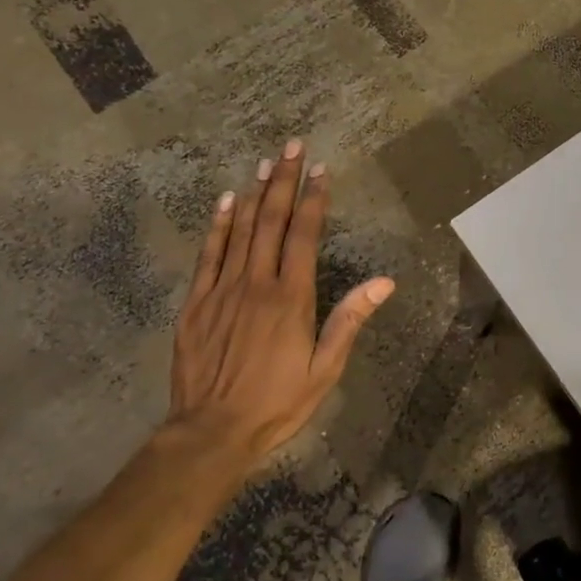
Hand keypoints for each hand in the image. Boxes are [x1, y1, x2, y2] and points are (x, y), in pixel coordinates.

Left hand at [166, 140, 393, 477]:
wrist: (210, 433)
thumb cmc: (277, 402)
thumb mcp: (325, 368)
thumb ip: (350, 320)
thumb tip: (385, 281)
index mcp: (291, 297)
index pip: (304, 235)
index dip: (314, 199)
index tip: (321, 170)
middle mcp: (256, 283)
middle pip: (272, 221)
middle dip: (284, 181)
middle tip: (292, 147)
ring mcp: (222, 290)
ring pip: (240, 230)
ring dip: (255, 193)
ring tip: (265, 163)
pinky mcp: (195, 304)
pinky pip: (208, 254)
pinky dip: (218, 225)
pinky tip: (226, 201)